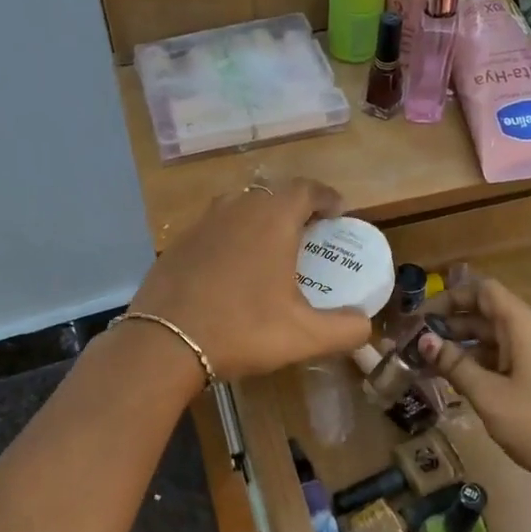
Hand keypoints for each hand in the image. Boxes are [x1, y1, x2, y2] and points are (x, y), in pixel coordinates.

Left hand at [129, 180, 372, 381]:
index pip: (306, 190)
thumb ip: (345, 329)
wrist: (165, 341)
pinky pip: (214, 227)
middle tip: (309, 232)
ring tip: (271, 245)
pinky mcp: (178, 242)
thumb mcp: (304, 336)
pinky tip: (232, 267)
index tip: (337, 213)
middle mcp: (237, 209)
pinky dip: (231, 236)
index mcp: (273, 220)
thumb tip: (366, 325)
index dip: (326, 197)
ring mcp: (202, 223)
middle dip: (295, 207)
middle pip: (272, 194)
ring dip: (260, 218)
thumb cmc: (242, 330)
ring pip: (240, 206)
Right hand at [415, 278, 530, 508]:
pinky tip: (458, 385)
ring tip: (428, 368)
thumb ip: (455, 365)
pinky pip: (505, 361)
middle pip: (486, 316)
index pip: (483, 291)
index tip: (421, 319)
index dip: (450, 298)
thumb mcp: (489, 395)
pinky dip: (479, 366)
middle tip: (415, 347)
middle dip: (450, 326)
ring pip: (494, 341)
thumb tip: (423, 340)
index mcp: (521, 327)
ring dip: (462, 349)